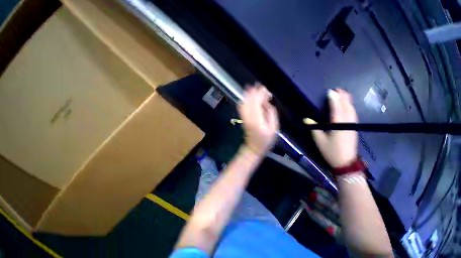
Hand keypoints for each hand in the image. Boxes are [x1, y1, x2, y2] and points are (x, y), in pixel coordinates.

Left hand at [238, 84, 278, 155]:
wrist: (253, 147)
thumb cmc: (266, 139)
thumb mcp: (274, 128)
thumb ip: (271, 113)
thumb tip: (267, 102)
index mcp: (257, 119)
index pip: (257, 102)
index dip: (260, 94)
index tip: (266, 90)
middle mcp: (248, 117)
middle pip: (249, 100)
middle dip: (255, 92)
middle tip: (261, 87)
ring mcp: (244, 117)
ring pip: (244, 102)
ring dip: (248, 94)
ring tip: (254, 88)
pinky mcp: (243, 118)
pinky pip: (242, 106)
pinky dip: (244, 99)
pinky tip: (247, 96)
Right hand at [306, 89, 357, 167]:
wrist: (346, 162)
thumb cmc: (331, 151)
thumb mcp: (319, 140)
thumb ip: (314, 128)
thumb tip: (306, 119)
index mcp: (338, 125)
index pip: (336, 109)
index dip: (334, 100)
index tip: (331, 92)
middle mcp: (347, 123)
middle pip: (346, 107)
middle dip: (343, 98)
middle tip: (338, 89)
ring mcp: (352, 125)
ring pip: (351, 110)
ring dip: (348, 101)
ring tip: (344, 94)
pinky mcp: (353, 128)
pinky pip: (353, 114)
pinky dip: (350, 107)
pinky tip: (348, 106)